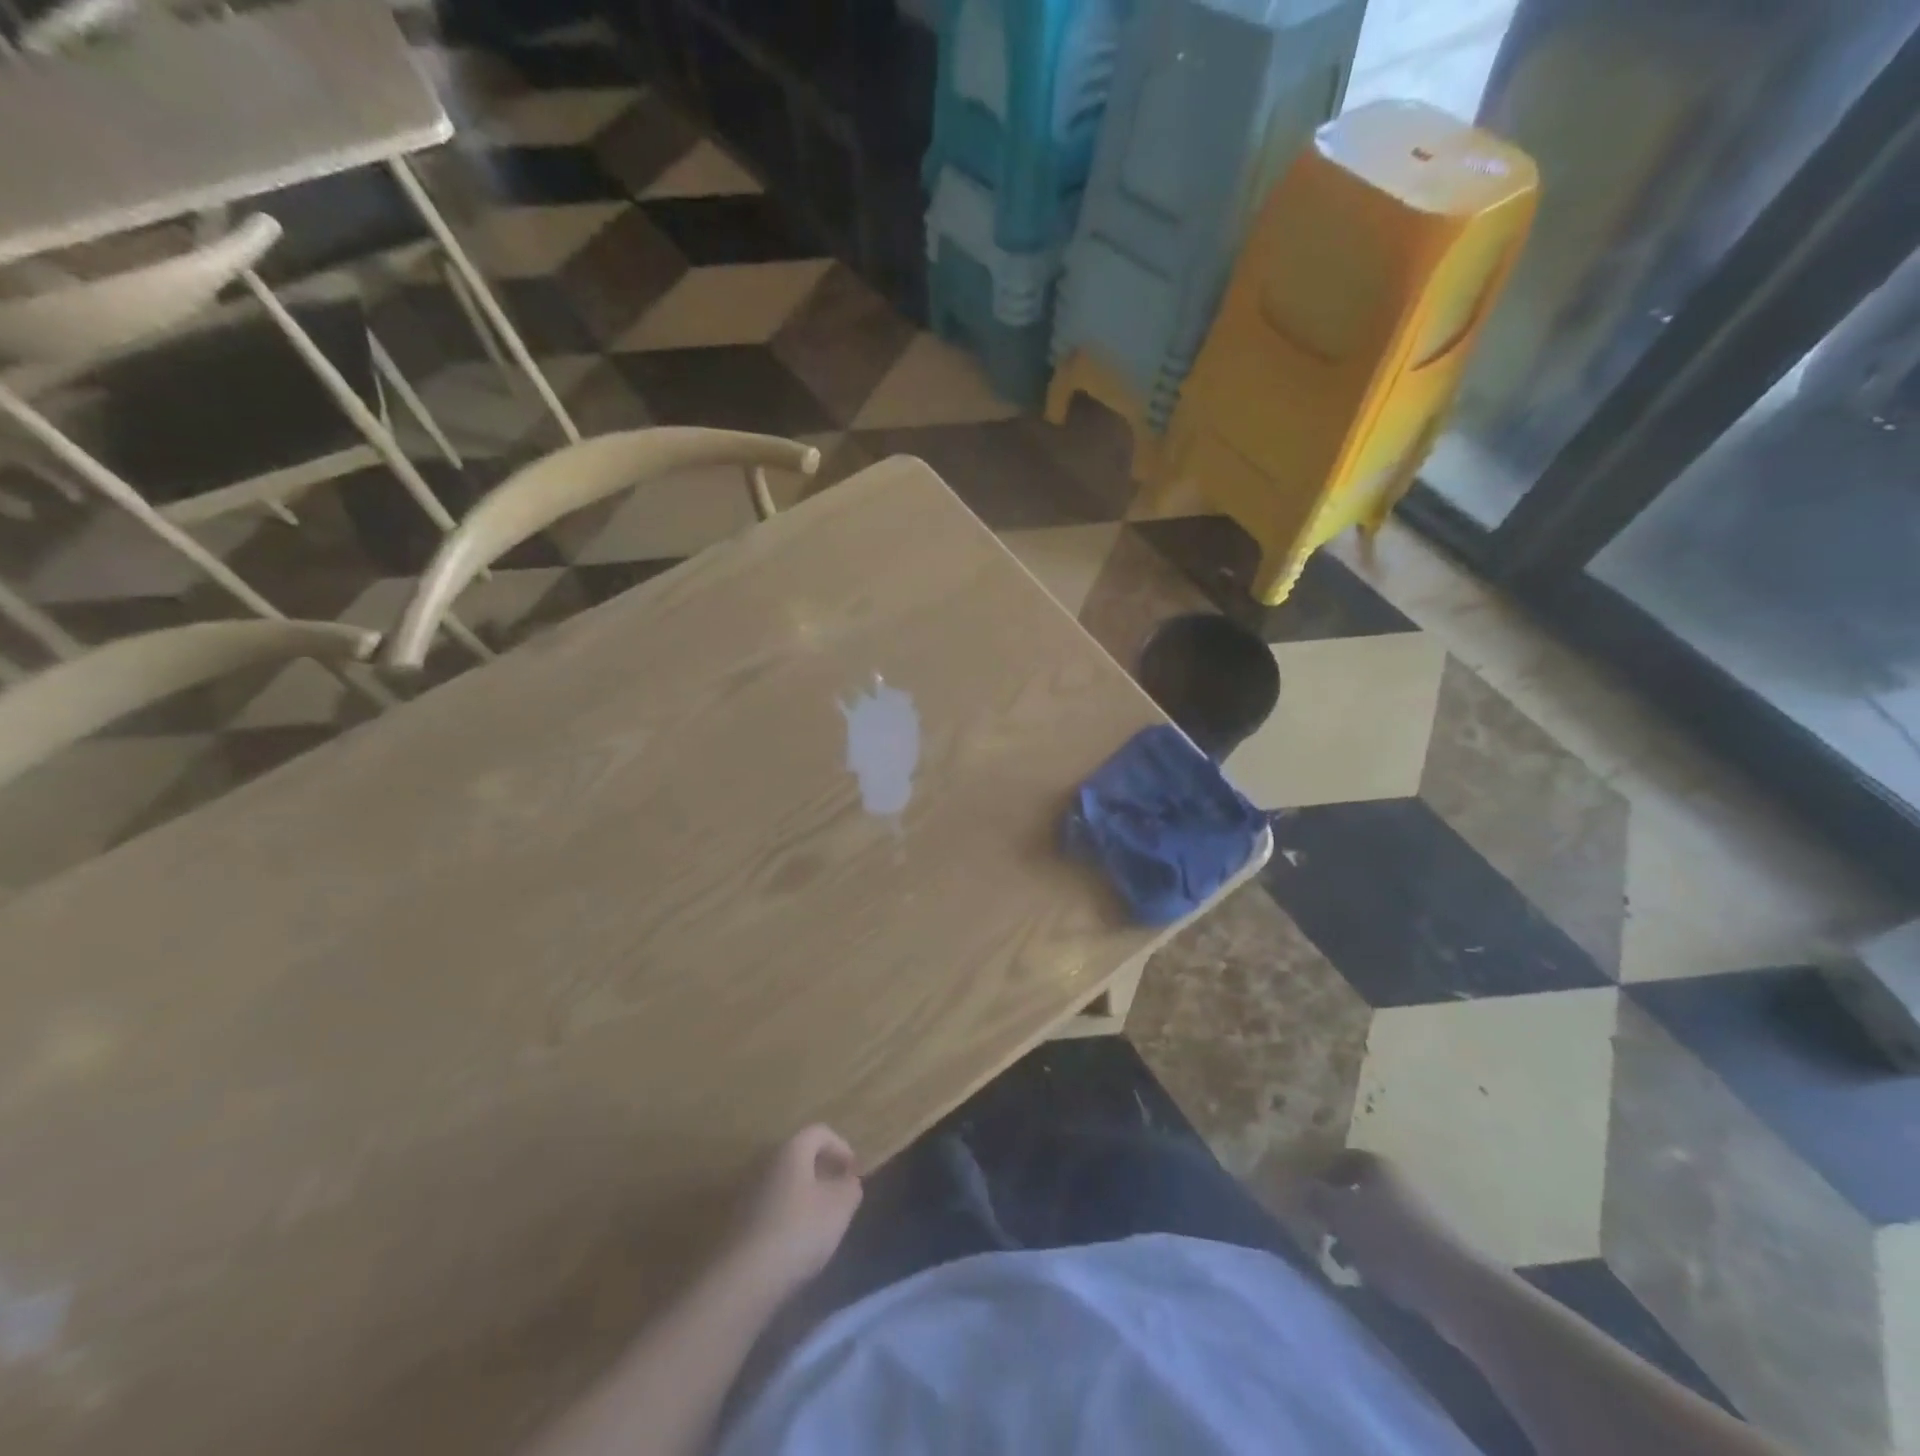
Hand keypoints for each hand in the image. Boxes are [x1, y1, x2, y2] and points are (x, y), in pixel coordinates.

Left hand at [732, 1125, 862, 1295]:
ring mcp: (746, 1191)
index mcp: (791, 1149)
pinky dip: (784, 1215)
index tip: (854, 1173)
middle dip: (821, 1171)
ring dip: (802, 1195)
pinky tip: (794, 1242)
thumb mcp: (840, 1207)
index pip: (819, 1132)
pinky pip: (768, 1206)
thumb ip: (850, 1187)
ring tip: (818, 1222)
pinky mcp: (736, 1221)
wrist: (743, 1279)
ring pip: (783, 1182)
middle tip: (838, 1194)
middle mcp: (766, 1161)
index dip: (841, 1147)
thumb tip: (848, 1180)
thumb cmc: (799, 1231)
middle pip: (799, 1156)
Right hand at [1300, 1150, 1483, 1317]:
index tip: (1308, 1196)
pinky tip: (1375, 1280)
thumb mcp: (1341, 1213)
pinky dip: (1383, 1260)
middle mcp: (1402, 1185)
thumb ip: (1316, 1197)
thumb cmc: (1391, 1239)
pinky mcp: (1438, 1254)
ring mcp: (1423, 1220)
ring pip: (1379, 1223)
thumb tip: (1299, 1187)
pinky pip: (1399, 1249)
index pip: (1344, 1159)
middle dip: (1341, 1212)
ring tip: (1346, 1263)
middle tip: (1323, 1232)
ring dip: (1360, 1239)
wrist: (1458, 1290)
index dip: (1324, 1174)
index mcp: (1379, 1166)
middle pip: (1362, 1192)